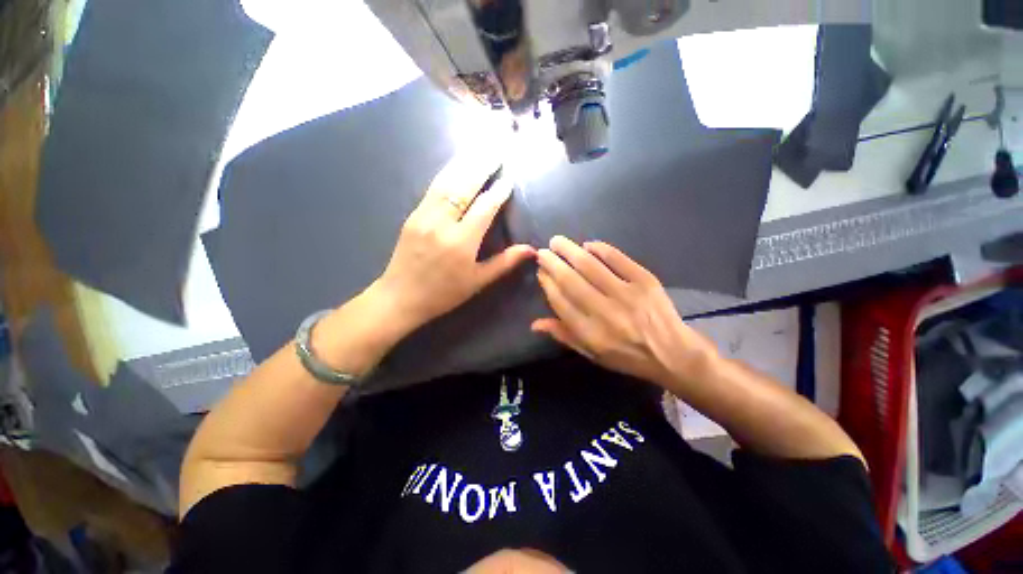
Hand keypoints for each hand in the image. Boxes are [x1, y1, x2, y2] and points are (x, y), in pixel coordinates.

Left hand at [371, 154, 534, 334]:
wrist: (400, 296)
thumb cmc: (444, 293)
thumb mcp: (477, 281)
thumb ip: (505, 262)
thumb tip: (531, 250)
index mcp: (461, 242)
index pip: (485, 207)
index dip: (499, 192)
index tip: (509, 178)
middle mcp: (442, 223)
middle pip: (465, 186)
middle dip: (482, 165)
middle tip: (497, 149)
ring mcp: (424, 215)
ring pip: (447, 182)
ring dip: (465, 163)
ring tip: (480, 148)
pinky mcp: (413, 214)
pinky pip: (433, 188)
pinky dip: (447, 173)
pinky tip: (457, 165)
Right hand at [532, 236, 718, 387]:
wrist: (672, 353)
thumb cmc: (627, 356)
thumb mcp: (592, 354)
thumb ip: (564, 336)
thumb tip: (535, 323)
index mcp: (591, 333)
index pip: (561, 302)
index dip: (548, 284)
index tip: (541, 272)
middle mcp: (605, 312)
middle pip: (571, 281)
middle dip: (553, 263)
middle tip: (542, 251)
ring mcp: (627, 294)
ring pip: (591, 266)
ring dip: (570, 251)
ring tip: (557, 241)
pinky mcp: (645, 281)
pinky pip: (618, 259)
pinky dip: (601, 249)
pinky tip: (588, 244)